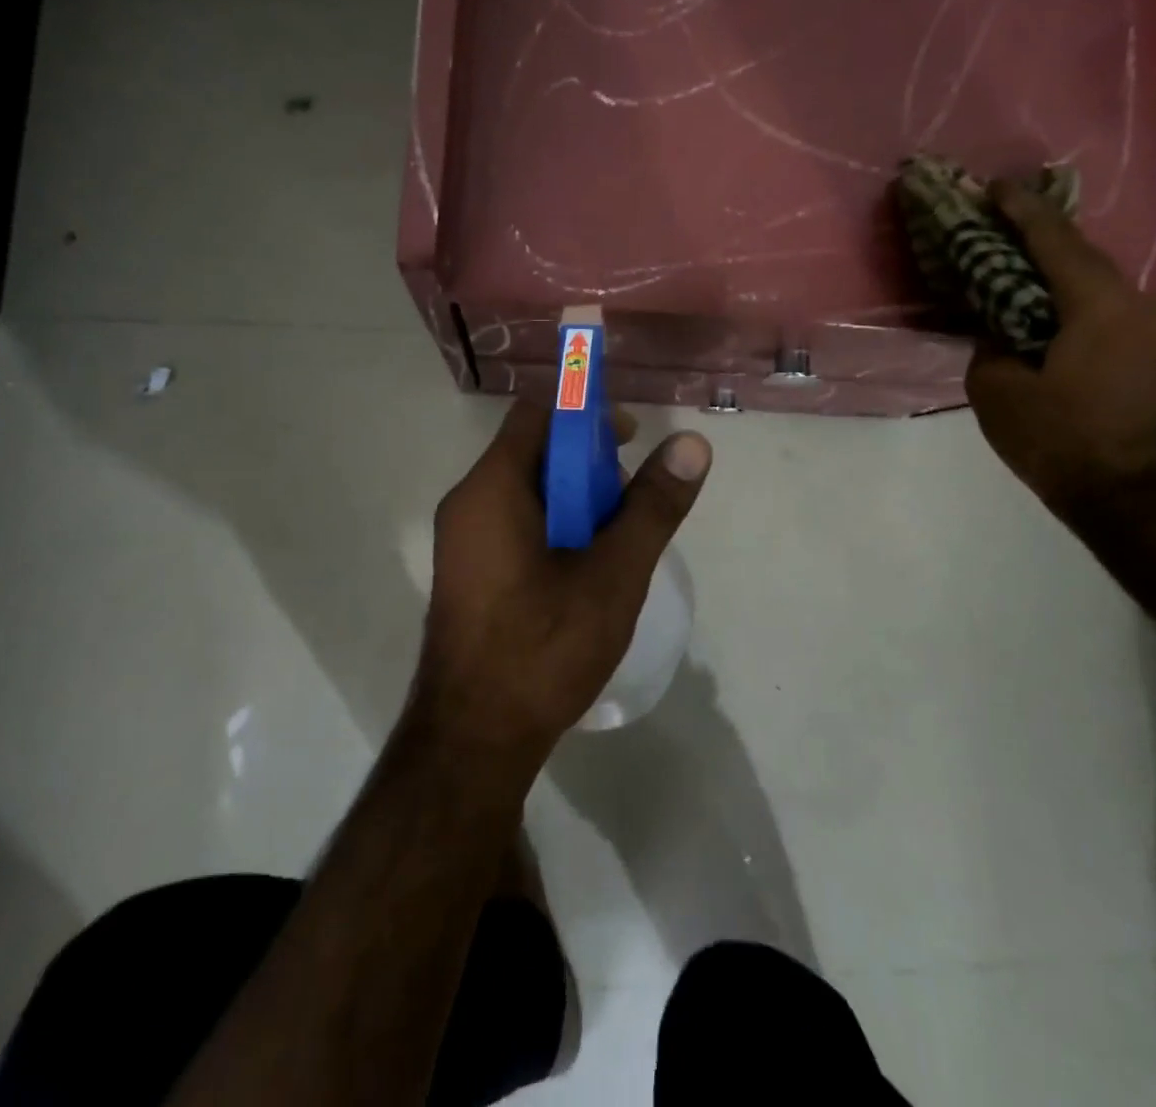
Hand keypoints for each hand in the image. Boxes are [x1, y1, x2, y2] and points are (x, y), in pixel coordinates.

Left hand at [410, 402, 711, 773]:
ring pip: (527, 491)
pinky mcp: (469, 572)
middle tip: (632, 496)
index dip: (586, 412)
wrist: (473, 741)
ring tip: (617, 539)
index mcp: (492, 489)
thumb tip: (692, 444)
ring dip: (576, 498)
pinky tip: (586, 569)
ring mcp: (463, 541)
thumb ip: (652, 507)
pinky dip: (555, 526)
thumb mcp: (613, 574)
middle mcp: (468, 503)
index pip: (538, 413)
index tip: (631, 436)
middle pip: (533, 451)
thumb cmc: (543, 649)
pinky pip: (515, 524)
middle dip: (588, 461)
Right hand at [966, 182, 1155, 516]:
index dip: (1018, 209)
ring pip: (1087, 274)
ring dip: (1047, 259)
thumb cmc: (1055, 435)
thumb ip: (990, 340)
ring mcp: (1140, 322)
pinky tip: (1032, 291)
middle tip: (991, 214)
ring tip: (1006, 248)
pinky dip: (1060, 288)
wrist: (1120, 488)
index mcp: (1094, 302)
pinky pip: (1093, 300)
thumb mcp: (995, 385)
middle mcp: (1128, 300)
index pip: (1052, 239)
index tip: (990, 187)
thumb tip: (998, 325)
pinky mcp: (1138, 345)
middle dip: (1032, 229)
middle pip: (1075, 249)